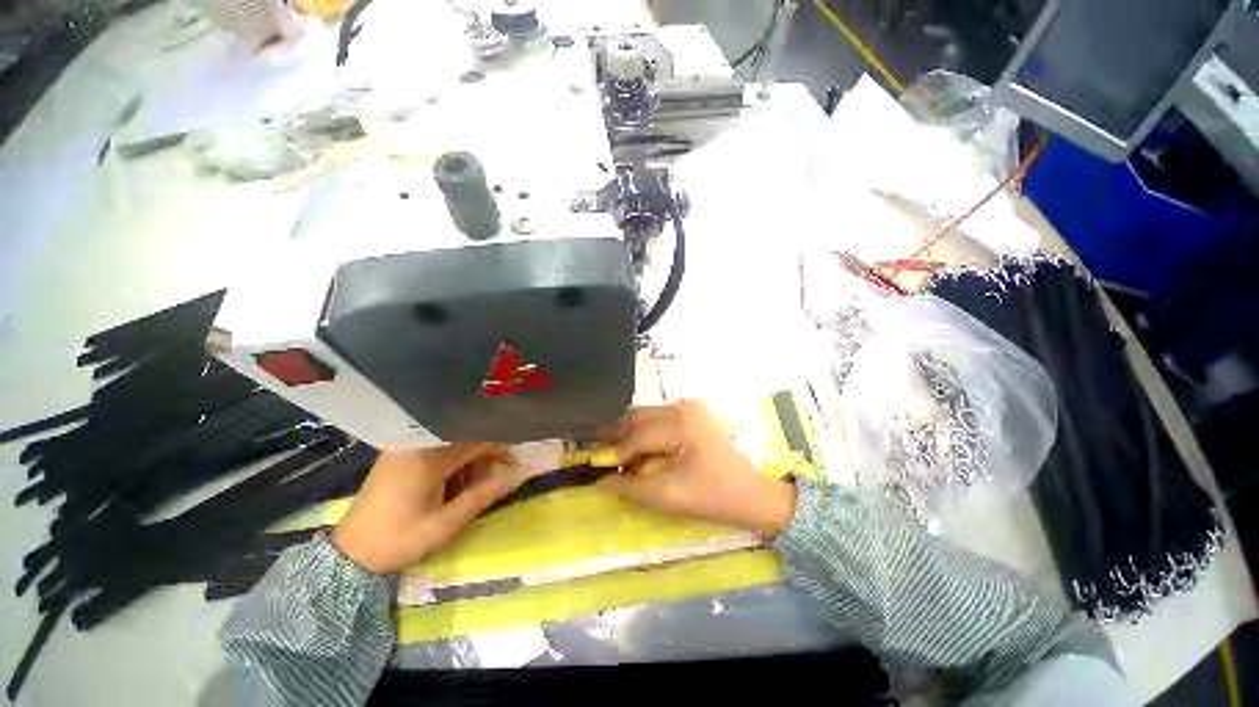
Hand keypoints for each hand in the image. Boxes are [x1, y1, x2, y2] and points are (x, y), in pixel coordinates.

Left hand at [333, 443, 528, 574]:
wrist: (350, 555)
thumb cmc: (399, 541)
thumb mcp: (447, 522)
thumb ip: (485, 494)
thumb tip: (520, 474)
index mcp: (427, 457)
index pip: (477, 441)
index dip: (501, 451)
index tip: (514, 468)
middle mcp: (415, 443)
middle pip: (465, 440)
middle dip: (482, 461)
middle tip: (484, 487)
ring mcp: (404, 446)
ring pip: (452, 444)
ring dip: (466, 464)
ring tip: (462, 493)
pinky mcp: (399, 453)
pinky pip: (437, 448)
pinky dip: (450, 465)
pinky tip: (446, 487)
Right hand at [597, 401, 796, 537]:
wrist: (752, 496)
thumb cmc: (713, 497)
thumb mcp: (667, 495)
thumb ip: (629, 487)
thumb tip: (599, 481)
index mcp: (681, 421)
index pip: (637, 435)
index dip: (615, 454)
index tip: (594, 468)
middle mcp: (683, 406)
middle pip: (638, 418)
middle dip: (619, 440)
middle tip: (602, 460)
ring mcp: (689, 408)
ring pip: (645, 418)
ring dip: (630, 437)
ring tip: (620, 460)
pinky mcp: (691, 415)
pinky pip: (657, 421)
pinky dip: (644, 436)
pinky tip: (639, 454)